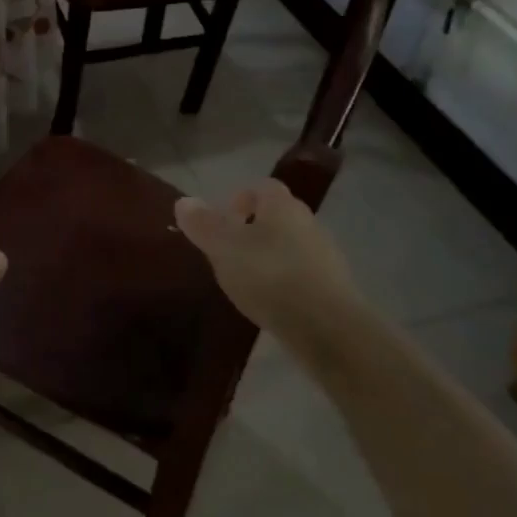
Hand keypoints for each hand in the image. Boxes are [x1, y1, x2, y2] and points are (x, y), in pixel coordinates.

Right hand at [174, 179, 356, 351]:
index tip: (222, 224)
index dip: (240, 200)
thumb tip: (183, 201)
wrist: (328, 329)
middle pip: (276, 216)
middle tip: (228, 253)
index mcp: (281, 204)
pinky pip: (302, 274)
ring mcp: (325, 255)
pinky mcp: (333, 288)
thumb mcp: (223, 248)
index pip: (261, 187)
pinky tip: (271, 304)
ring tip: (247, 282)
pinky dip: (285, 282)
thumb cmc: (269, 276)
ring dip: (269, 258)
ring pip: (290, 246)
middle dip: (253, 230)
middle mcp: (307, 221)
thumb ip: (202, 224)